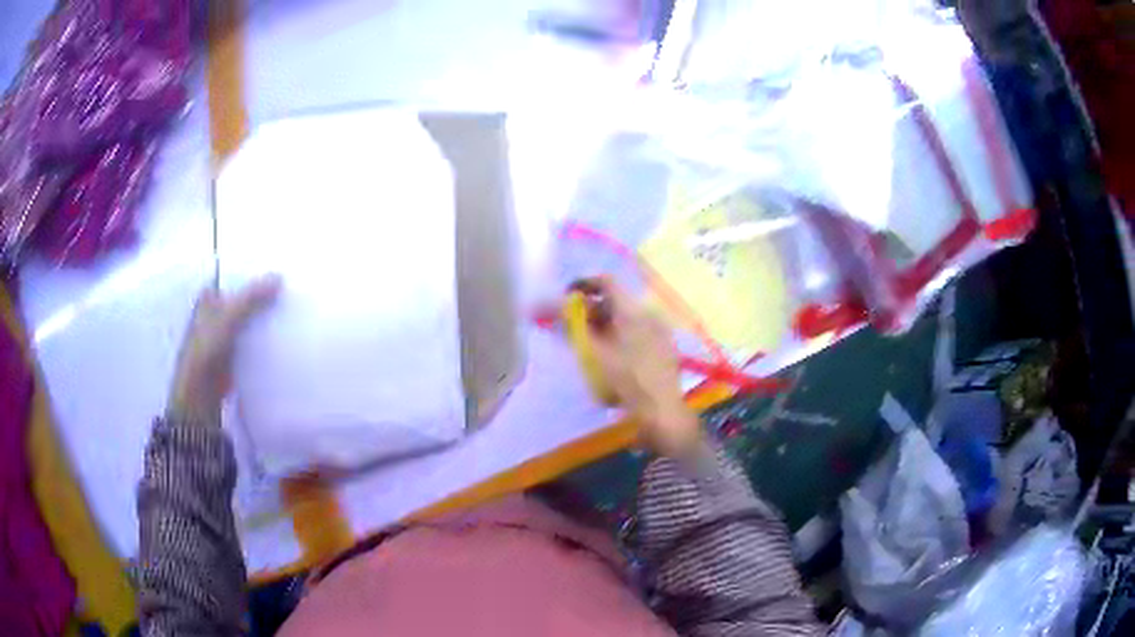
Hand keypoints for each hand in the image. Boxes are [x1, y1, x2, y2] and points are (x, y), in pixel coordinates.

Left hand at [168, 276, 280, 424]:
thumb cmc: (206, 350)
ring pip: (250, 317)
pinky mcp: (235, 353)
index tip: (279, 267)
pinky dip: (266, 336)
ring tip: (294, 306)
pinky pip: (253, 338)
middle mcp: (217, 311)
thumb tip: (279, 277)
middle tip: (292, 286)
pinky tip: (285, 333)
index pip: (235, 276)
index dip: (254, 272)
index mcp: (210, 296)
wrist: (200, 394)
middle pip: (245, 296)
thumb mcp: (228, 318)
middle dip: (264, 293)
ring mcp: (226, 333)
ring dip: (266, 315)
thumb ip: (251, 297)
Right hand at [575, 277, 702, 458]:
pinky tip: (615, 354)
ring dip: (607, 322)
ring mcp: (661, 329)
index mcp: (632, 311)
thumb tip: (557, 308)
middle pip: (617, 299)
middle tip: (575, 325)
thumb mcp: (593, 355)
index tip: (567, 296)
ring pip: (628, 315)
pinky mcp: (667, 345)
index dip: (584, 284)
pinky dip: (623, 332)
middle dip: (593, 308)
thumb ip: (573, 328)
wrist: (661, 411)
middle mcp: (650, 313)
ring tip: (592, 342)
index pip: (606, 281)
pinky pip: (640, 329)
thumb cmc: (625, 382)